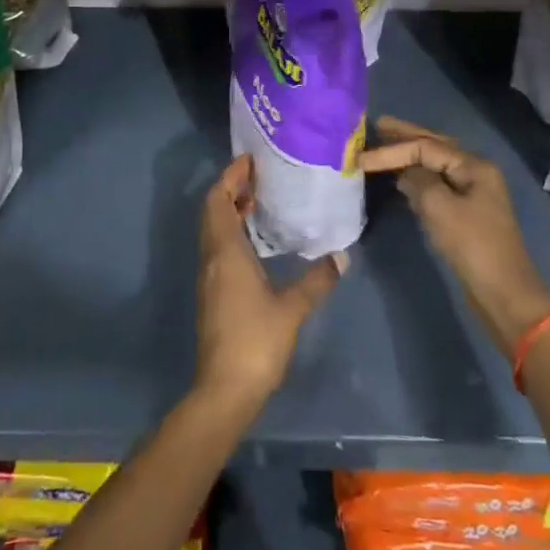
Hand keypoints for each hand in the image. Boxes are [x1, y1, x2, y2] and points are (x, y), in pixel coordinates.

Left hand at [193, 155, 344, 417]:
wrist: (224, 389)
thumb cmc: (256, 341)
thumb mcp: (292, 308)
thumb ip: (316, 279)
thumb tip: (341, 255)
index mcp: (225, 251)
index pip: (217, 200)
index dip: (229, 177)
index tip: (250, 160)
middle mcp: (211, 257)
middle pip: (212, 211)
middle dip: (231, 189)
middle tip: (259, 176)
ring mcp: (209, 276)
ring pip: (213, 229)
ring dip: (230, 210)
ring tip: (260, 200)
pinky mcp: (212, 292)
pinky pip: (218, 247)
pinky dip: (232, 231)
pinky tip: (256, 240)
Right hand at [360, 117, 549, 355]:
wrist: (503, 293)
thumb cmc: (472, 245)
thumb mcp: (439, 208)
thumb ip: (417, 181)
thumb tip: (404, 172)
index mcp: (473, 166)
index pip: (426, 147)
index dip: (392, 150)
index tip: (361, 158)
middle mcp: (475, 172)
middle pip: (435, 147)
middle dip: (406, 137)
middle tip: (377, 125)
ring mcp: (472, 193)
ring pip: (435, 165)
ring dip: (410, 155)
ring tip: (383, 145)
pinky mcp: (465, 214)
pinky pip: (436, 184)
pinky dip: (416, 177)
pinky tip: (401, 177)